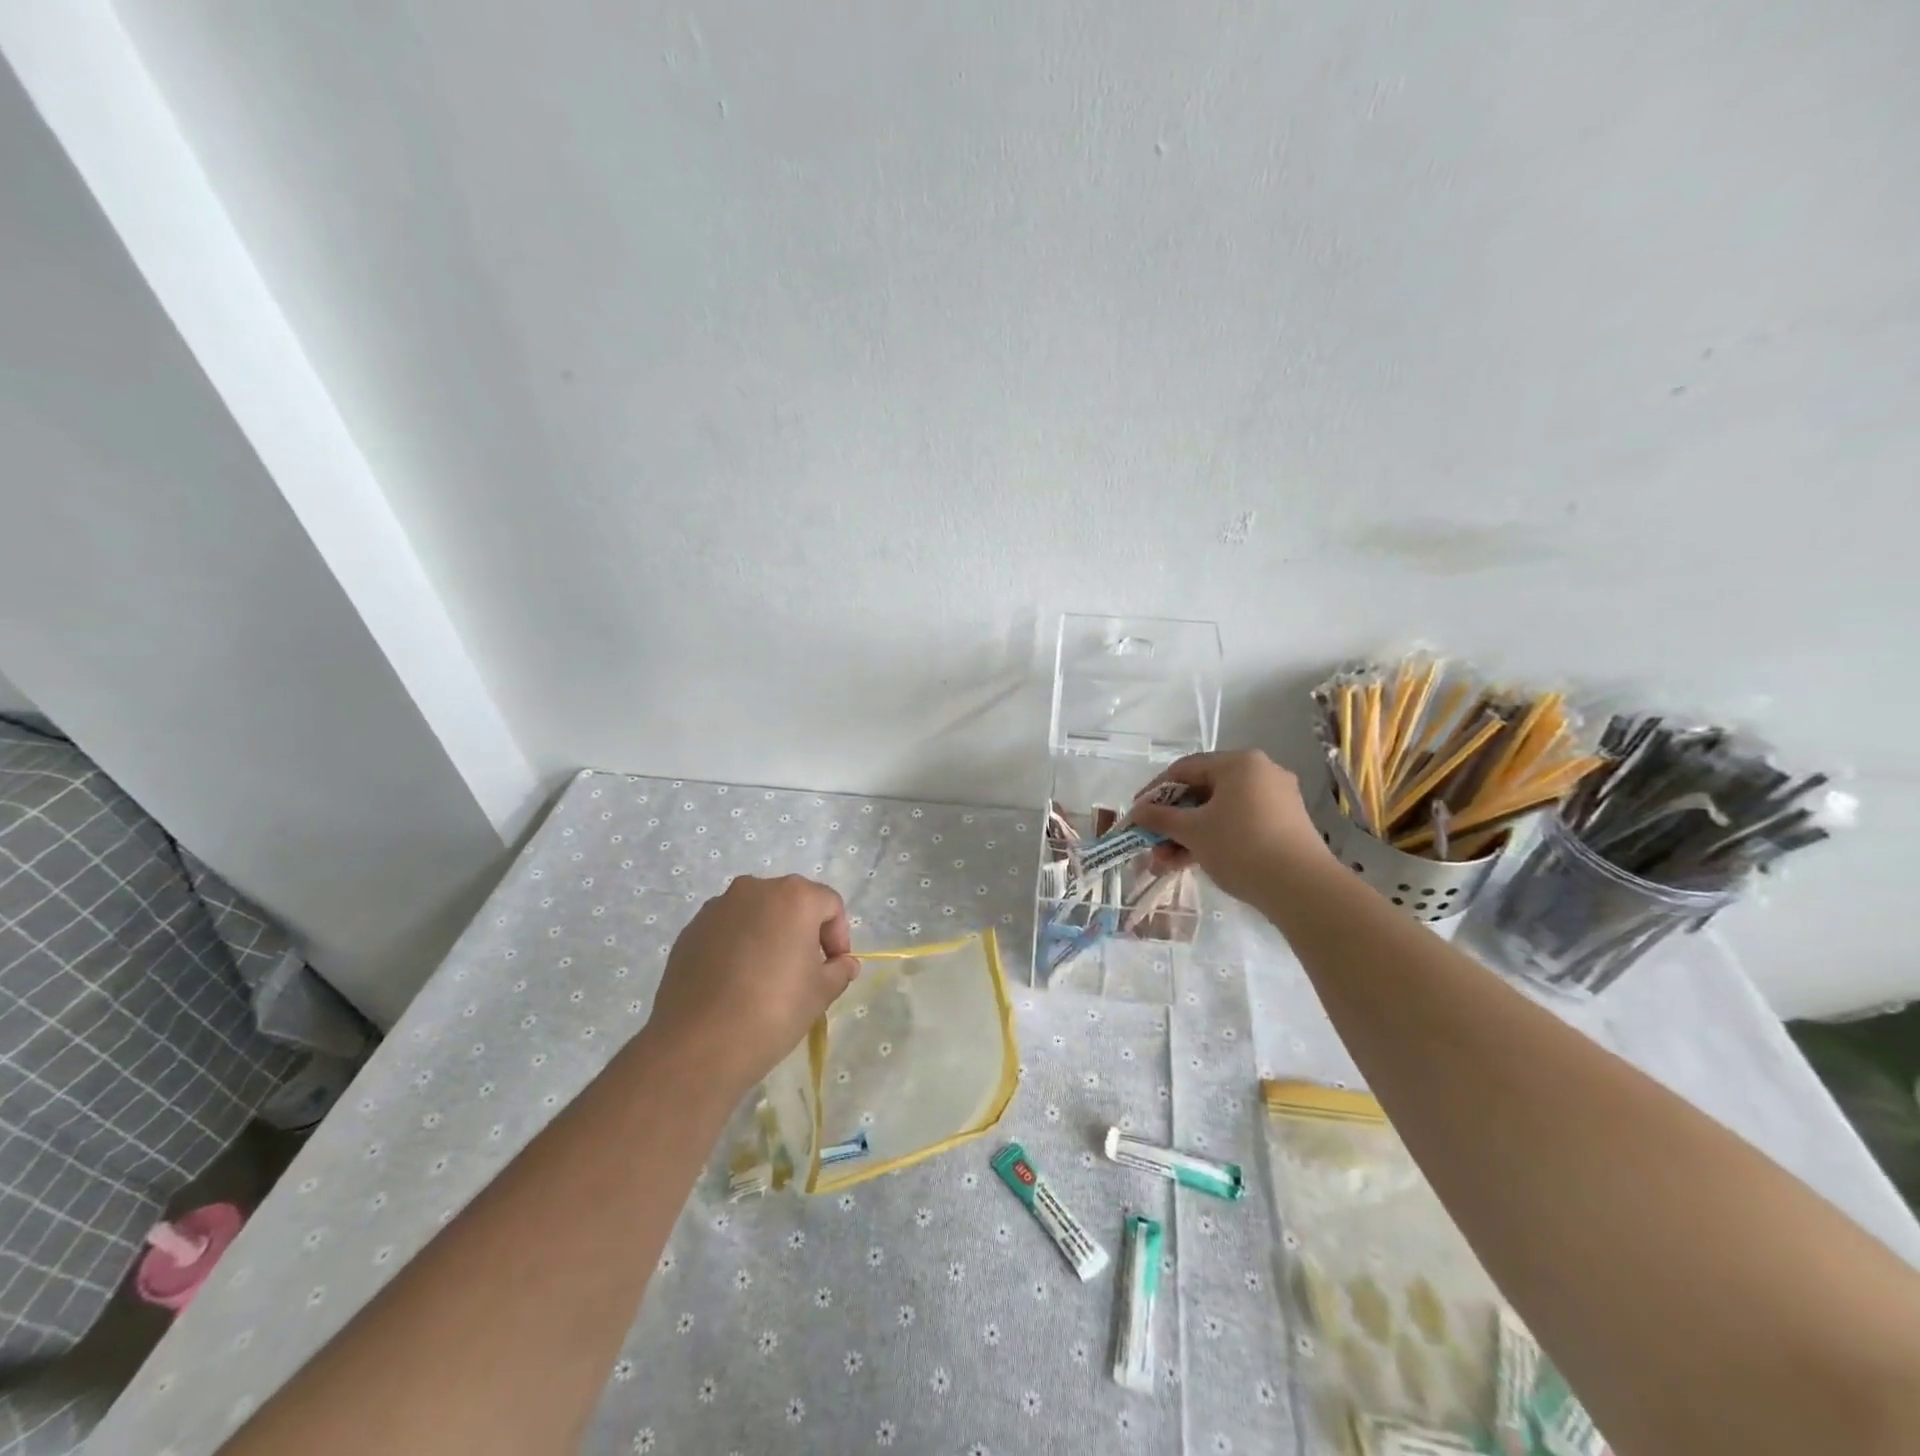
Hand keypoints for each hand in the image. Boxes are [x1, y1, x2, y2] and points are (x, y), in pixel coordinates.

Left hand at [640, 875, 859, 1097]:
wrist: (698, 1045)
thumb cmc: (773, 1010)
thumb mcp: (821, 993)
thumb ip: (839, 970)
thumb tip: (843, 964)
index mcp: (794, 896)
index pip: (830, 905)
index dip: (838, 936)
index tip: (833, 968)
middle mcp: (755, 889)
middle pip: (792, 902)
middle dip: (803, 931)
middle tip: (804, 971)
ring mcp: (717, 907)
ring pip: (756, 914)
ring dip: (768, 936)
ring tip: (766, 977)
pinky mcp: (691, 930)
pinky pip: (727, 930)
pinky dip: (738, 946)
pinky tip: (735, 983)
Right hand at [1128, 750, 1332, 904]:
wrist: (1302, 888)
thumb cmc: (1240, 846)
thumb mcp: (1192, 831)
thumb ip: (1160, 818)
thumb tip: (1135, 812)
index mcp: (1238, 763)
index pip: (1184, 769)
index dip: (1154, 792)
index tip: (1136, 815)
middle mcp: (1260, 773)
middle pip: (1202, 792)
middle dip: (1171, 822)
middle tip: (1150, 844)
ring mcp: (1275, 800)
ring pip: (1219, 812)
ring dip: (1188, 836)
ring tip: (1164, 864)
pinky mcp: (1284, 825)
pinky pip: (1238, 824)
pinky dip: (1213, 840)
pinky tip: (1191, 863)